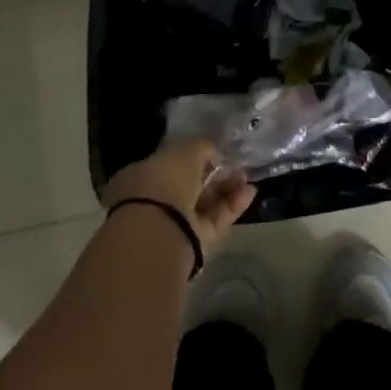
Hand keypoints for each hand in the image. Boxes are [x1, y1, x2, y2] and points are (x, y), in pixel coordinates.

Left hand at [103, 137, 254, 260]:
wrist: (158, 232)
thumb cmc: (164, 181)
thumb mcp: (185, 150)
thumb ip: (201, 147)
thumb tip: (213, 150)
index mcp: (141, 174)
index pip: (170, 162)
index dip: (194, 156)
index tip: (216, 152)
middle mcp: (153, 199)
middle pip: (190, 184)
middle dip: (214, 174)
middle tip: (236, 166)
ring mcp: (171, 223)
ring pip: (203, 203)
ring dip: (226, 189)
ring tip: (247, 179)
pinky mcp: (190, 242)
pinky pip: (213, 220)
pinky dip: (231, 206)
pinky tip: (250, 193)